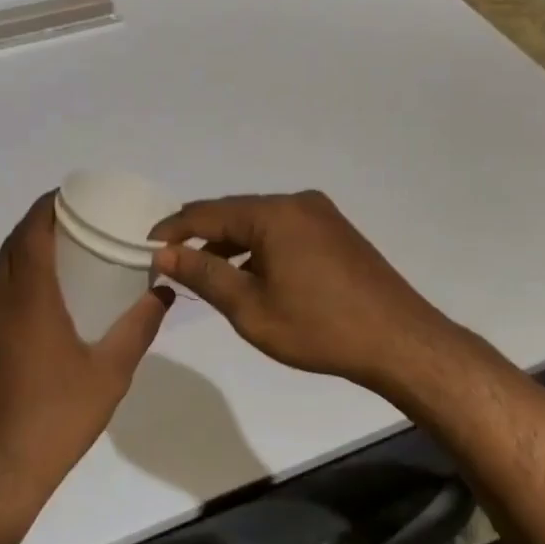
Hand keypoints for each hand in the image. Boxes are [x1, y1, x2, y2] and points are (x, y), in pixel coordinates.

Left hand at [0, 194, 171, 534]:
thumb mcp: (111, 372)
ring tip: (61, 254)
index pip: (30, 234)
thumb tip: (164, 291)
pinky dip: (16, 282)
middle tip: (74, 220)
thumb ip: (139, 327)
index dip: (46, 207)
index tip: (70, 195)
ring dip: (25, 253)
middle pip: (11, 247)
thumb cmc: (58, 417)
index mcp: (28, 300)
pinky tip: (42, 304)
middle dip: (37, 224)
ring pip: (0, 272)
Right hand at [151, 191, 463, 392]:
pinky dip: (259, 249)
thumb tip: (164, 253)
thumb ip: (204, 275)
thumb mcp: (251, 308)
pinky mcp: (335, 232)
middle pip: (235, 213)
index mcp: (274, 213)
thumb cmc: (319, 328)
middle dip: (201, 236)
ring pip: (260, 223)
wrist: (399, 341)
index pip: (207, 212)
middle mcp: (297, 202)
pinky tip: (250, 276)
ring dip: (231, 245)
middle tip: (171, 262)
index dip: (173, 229)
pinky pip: (283, 232)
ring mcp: (321, 215)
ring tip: (205, 274)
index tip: (145, 248)